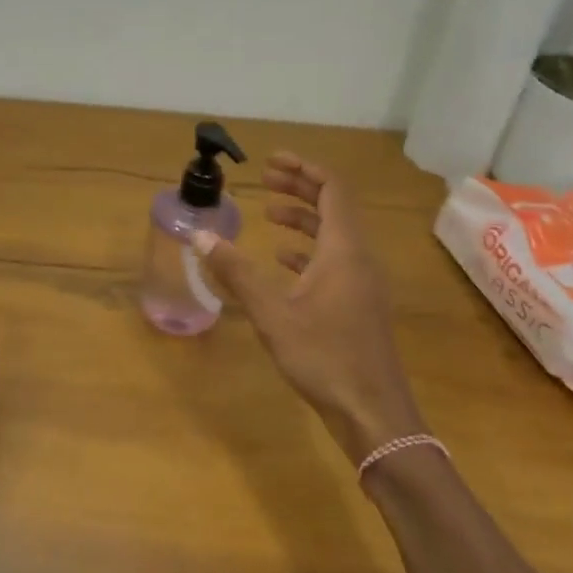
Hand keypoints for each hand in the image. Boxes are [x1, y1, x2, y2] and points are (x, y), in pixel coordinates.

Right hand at [194, 153, 424, 466]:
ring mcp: (362, 283)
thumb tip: (200, 236)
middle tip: (266, 179)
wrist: (372, 412)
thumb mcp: (272, 314)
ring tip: (270, 215)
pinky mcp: (359, 305)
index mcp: (344, 250)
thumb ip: (236, 273)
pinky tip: (284, 261)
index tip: (271, 161)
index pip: (332, 189)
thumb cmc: (324, 357)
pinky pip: (335, 262)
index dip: (304, 169)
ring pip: (335, 236)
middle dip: (301, 188)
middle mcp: (359, 259)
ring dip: (304, 220)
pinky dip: (309, 251)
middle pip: (335, 207)